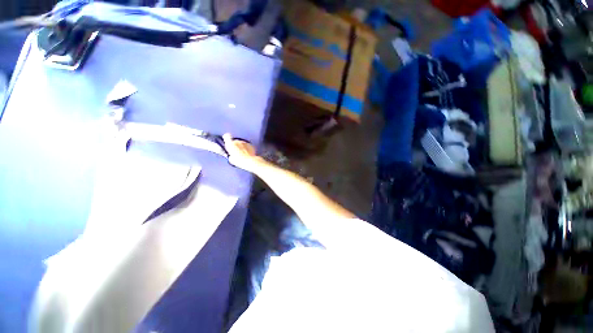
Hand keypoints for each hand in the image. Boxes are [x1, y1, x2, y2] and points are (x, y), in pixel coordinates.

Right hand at [223, 134, 262, 171]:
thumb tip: (232, 156)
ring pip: (241, 144)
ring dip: (241, 147)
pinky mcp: (250, 145)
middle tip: (236, 152)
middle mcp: (237, 141)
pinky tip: (247, 155)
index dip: (227, 138)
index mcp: (230, 144)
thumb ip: (230, 155)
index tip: (227, 140)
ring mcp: (244, 143)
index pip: (227, 136)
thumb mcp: (231, 159)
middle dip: (235, 146)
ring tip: (243, 155)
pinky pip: (247, 146)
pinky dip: (247, 149)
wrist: (250, 161)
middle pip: (235, 141)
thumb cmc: (240, 160)